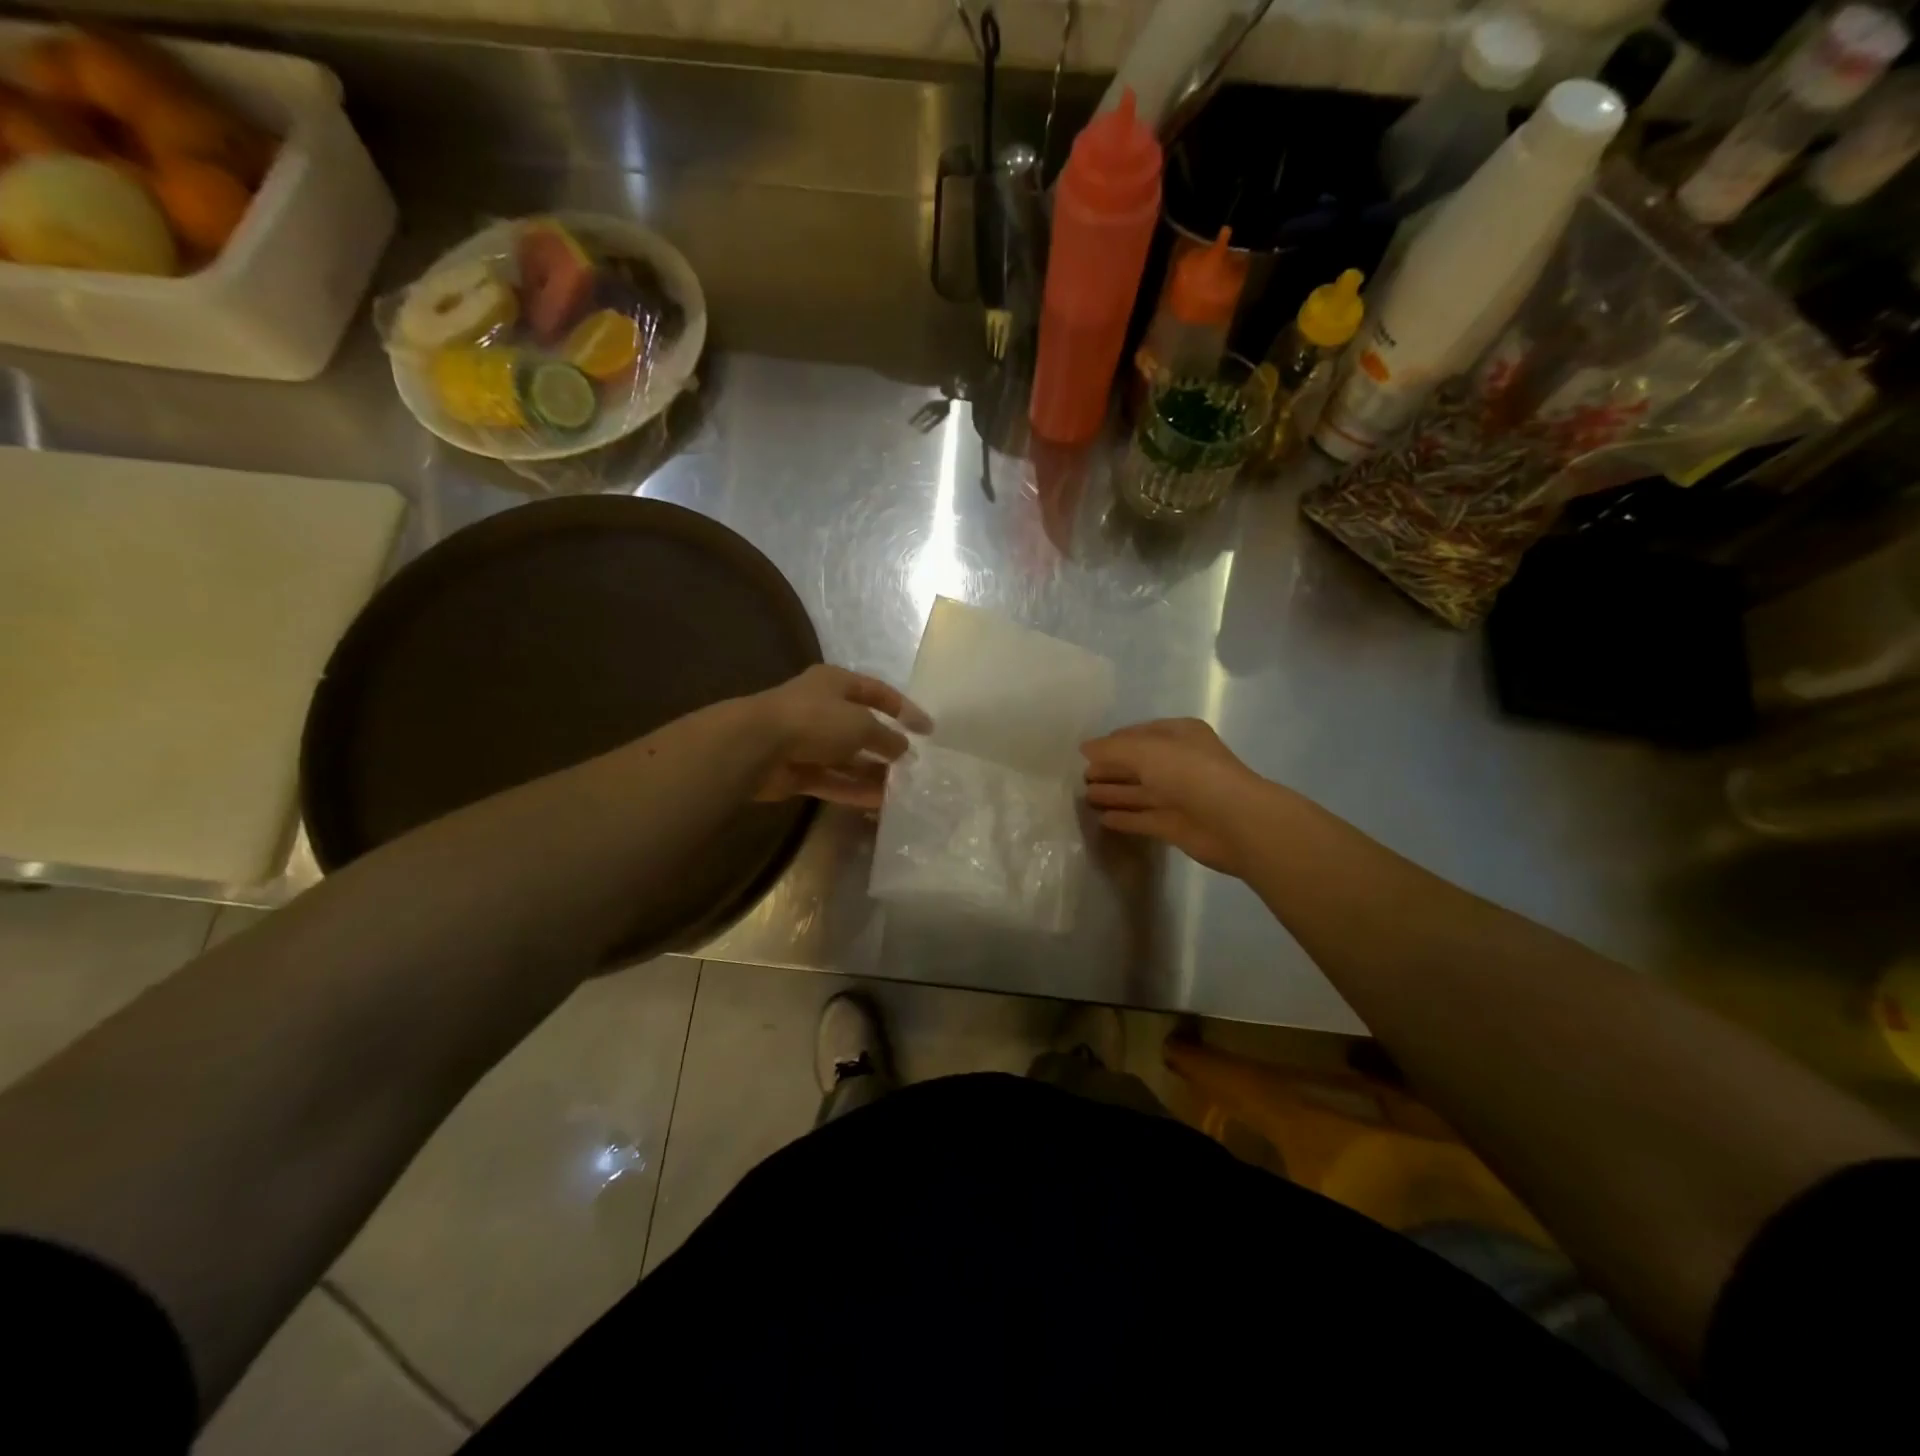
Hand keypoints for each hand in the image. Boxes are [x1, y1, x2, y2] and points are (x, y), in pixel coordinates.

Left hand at [751, 665, 931, 809]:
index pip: (877, 692)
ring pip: (847, 758)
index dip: (904, 709)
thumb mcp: (861, 724)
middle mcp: (821, 708)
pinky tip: (880, 803)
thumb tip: (903, 750)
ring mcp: (807, 740)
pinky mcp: (797, 770)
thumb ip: (886, 738)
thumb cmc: (814, 720)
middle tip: (913, 765)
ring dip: (873, 772)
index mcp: (835, 683)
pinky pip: (832, 780)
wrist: (756, 746)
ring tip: (902, 789)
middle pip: (861, 727)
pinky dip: (854, 790)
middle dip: (887, 746)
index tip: (928, 730)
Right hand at [1081, 719, 1274, 876]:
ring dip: (1113, 793)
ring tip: (1084, 796)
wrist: (1234, 822)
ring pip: (1139, 792)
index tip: (1085, 753)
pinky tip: (1102, 819)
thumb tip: (1084, 747)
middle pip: (1137, 764)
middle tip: (1080, 777)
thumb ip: (1111, 749)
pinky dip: (1124, 817)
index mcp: (1179, 735)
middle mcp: (1179, 762)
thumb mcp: (1145, 751)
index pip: (1138, 734)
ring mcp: (1178, 795)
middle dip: (1110, 769)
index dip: (1112, 742)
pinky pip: (1143, 818)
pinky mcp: (1175, 825)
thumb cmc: (1190, 774)